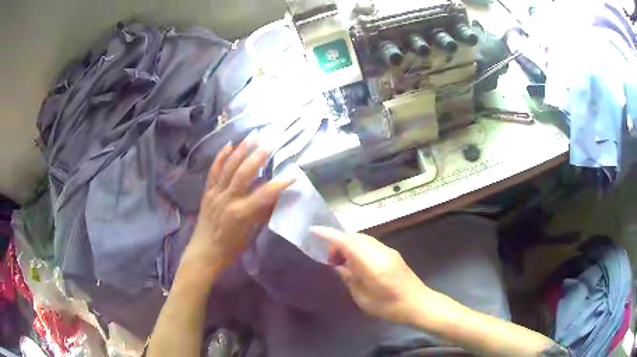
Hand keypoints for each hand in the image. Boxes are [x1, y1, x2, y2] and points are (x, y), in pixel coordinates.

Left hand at [183, 139, 293, 271]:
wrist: (205, 252)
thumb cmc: (232, 248)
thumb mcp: (252, 233)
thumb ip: (263, 212)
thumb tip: (276, 195)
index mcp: (241, 213)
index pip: (265, 194)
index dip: (280, 184)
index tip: (293, 174)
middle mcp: (228, 199)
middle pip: (244, 173)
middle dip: (259, 156)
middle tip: (271, 142)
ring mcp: (215, 194)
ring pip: (229, 167)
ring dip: (241, 150)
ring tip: (253, 136)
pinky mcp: (207, 192)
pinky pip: (213, 171)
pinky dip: (221, 157)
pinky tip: (229, 145)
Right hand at [311, 227, 433, 324]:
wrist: (419, 303)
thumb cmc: (390, 307)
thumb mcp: (364, 299)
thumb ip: (349, 279)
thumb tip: (338, 266)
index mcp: (374, 266)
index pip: (349, 243)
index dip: (330, 235)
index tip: (314, 230)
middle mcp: (382, 253)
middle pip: (355, 237)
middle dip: (338, 243)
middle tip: (331, 262)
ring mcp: (389, 251)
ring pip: (362, 239)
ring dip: (349, 245)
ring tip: (342, 264)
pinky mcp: (392, 253)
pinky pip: (370, 244)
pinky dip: (358, 248)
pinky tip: (356, 264)